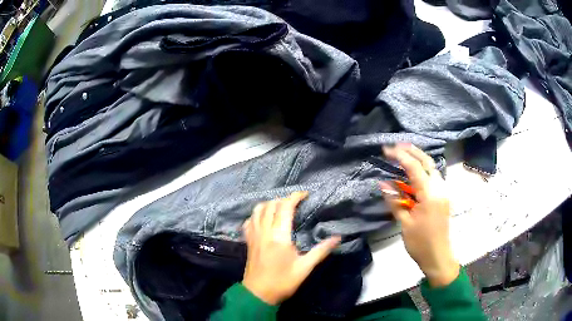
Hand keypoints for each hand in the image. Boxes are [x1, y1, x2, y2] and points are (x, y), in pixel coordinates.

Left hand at [242, 192, 340, 304]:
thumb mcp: (304, 268)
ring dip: (269, 204)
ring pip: (257, 210)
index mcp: (279, 236)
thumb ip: (320, 251)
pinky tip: (263, 220)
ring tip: (280, 208)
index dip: (295, 197)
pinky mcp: (248, 241)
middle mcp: (264, 232)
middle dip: (283, 199)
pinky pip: (249, 221)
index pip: (285, 207)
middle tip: (296, 203)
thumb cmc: (282, 282)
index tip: (305, 194)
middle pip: (270, 205)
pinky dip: (256, 215)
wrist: (258, 294)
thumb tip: (337, 238)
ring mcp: (254, 236)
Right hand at [381, 144, 458, 287]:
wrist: (438, 257)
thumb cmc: (420, 243)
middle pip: (427, 162)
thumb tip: (383, 183)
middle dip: (412, 151)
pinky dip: (423, 171)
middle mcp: (439, 189)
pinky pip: (433, 178)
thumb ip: (395, 201)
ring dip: (419, 159)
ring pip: (432, 168)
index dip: (400, 156)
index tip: (386, 150)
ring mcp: (443, 192)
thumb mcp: (405, 223)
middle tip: (397, 145)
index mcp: (430, 195)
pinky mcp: (443, 198)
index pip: (415, 168)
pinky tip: (413, 173)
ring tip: (404, 154)